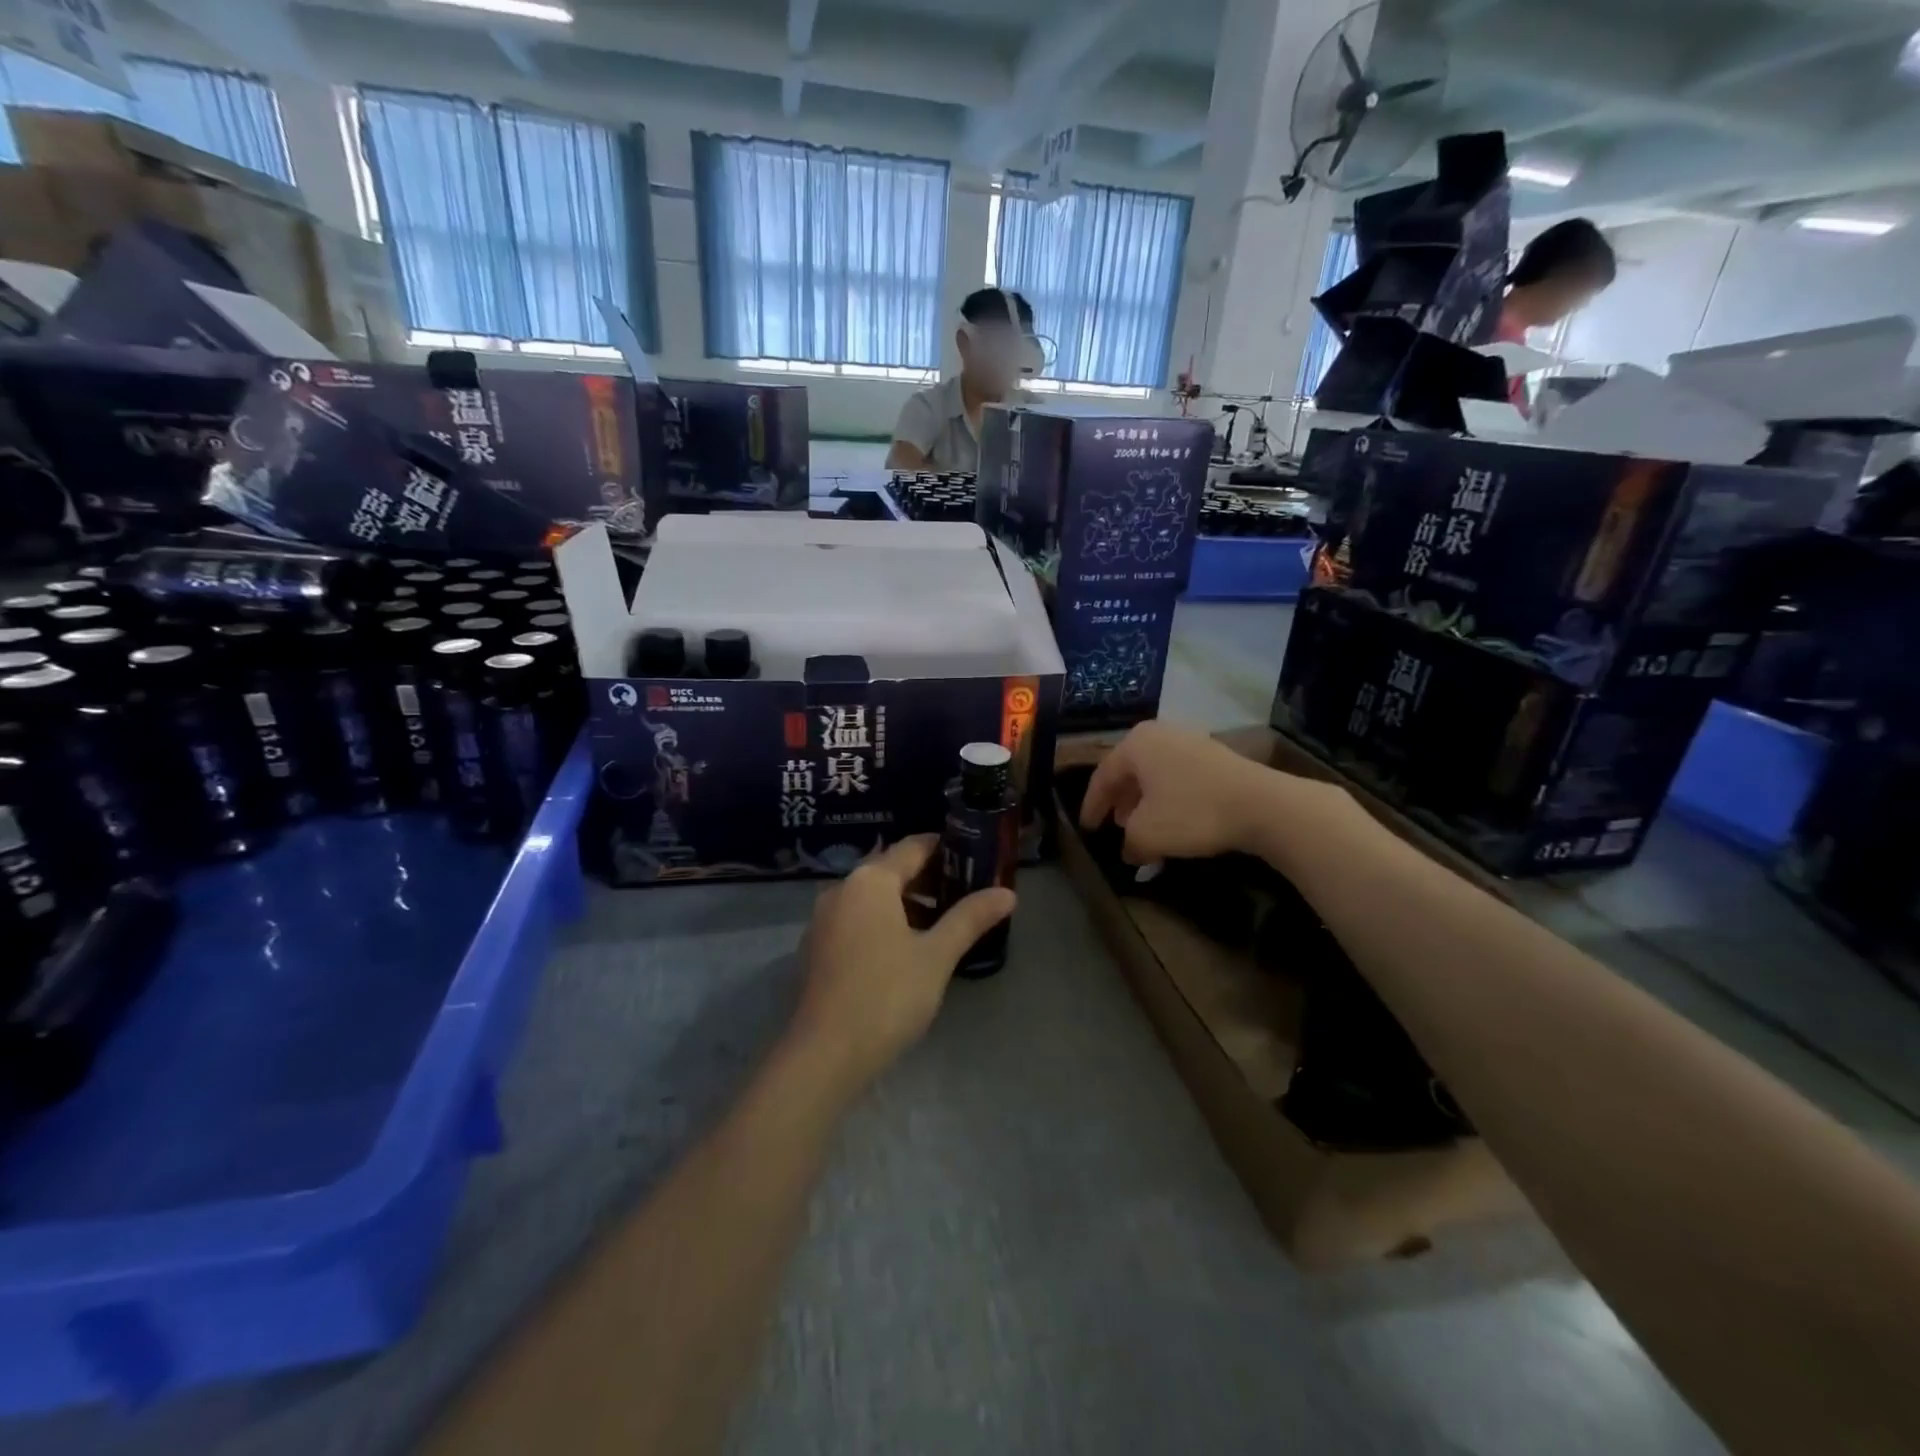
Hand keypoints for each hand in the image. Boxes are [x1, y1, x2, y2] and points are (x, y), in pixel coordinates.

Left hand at [788, 835, 1015, 1097]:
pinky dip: (881, 922)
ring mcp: (822, 919)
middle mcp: (841, 889)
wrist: (824, 1055)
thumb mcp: (937, 955)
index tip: (974, 858)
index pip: (913, 847)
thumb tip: (1007, 893)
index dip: (945, 849)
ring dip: (905, 903)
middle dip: (928, 878)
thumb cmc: (887, 995)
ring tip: (940, 925)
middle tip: (965, 893)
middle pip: (890, 870)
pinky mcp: (815, 948)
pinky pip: (855, 920)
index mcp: (871, 881)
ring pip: (871, 897)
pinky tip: (903, 950)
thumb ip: (970, 918)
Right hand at [1080, 720, 1345, 864]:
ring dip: (1144, 801)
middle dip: (1119, 801)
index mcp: (1135, 744)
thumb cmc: (1192, 812)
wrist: (1262, 805)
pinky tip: (1173, 821)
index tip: (1088, 829)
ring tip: (1142, 826)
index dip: (1092, 806)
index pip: (1102, 776)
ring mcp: (1190, 741)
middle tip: (1114, 825)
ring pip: (1155, 774)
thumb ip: (1128, 842)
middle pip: (1129, 771)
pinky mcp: (1215, 756)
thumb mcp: (1147, 833)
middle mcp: (1160, 734)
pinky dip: (1168, 798)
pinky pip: (1178, 777)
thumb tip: (1129, 850)